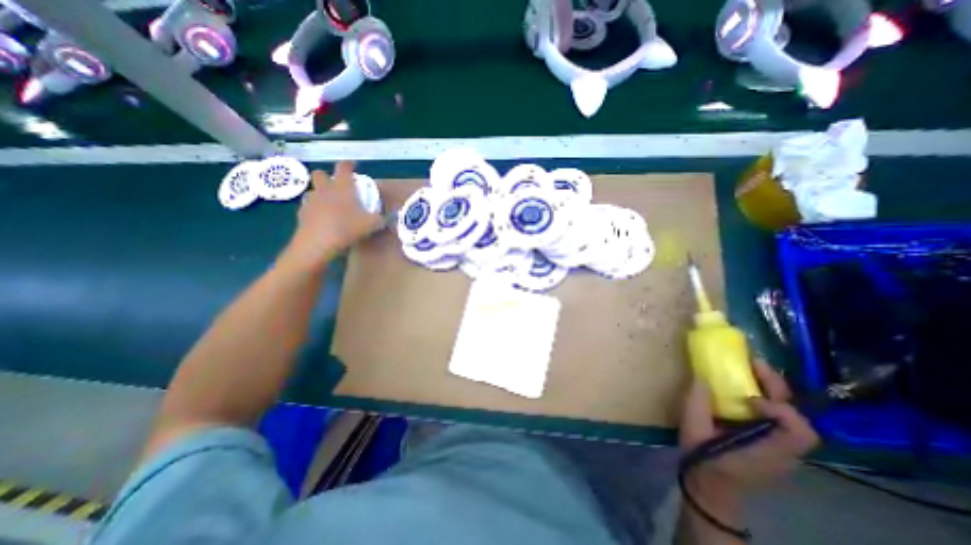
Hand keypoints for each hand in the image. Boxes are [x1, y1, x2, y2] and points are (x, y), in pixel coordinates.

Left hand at [281, 161, 382, 272]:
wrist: (317, 243)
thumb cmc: (347, 227)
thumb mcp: (371, 224)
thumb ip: (379, 219)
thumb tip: (383, 218)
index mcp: (342, 187)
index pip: (344, 167)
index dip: (349, 164)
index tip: (353, 166)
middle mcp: (325, 189)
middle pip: (320, 173)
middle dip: (327, 177)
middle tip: (338, 187)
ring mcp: (311, 200)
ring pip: (313, 190)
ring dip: (320, 193)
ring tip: (330, 205)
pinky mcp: (302, 213)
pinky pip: (308, 206)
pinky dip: (315, 210)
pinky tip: (322, 220)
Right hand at [681, 362, 817, 514]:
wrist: (711, 488)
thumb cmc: (703, 460)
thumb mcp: (693, 431)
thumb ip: (696, 404)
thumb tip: (701, 377)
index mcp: (768, 451)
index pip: (799, 431)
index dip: (779, 409)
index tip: (748, 398)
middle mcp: (783, 450)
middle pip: (798, 418)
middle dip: (777, 387)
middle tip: (754, 363)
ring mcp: (781, 448)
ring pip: (790, 415)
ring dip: (772, 390)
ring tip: (750, 371)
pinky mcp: (772, 444)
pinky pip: (778, 418)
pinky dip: (766, 400)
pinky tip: (745, 391)